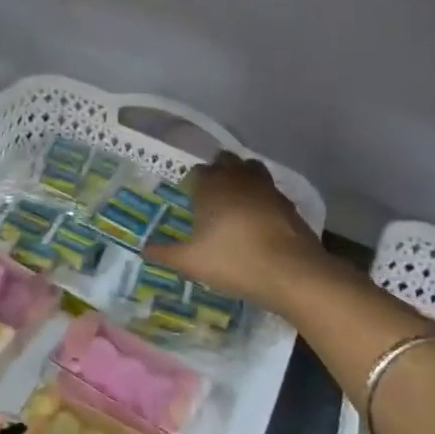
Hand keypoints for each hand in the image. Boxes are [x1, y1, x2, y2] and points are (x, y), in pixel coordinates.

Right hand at [145, 152, 322, 312]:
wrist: (291, 272)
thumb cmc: (234, 261)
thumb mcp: (191, 263)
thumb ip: (165, 253)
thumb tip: (143, 249)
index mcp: (211, 186)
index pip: (197, 172)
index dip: (192, 183)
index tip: (189, 198)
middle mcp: (238, 178)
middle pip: (225, 161)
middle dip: (217, 171)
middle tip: (210, 195)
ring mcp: (267, 188)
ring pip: (251, 169)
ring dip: (241, 177)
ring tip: (234, 200)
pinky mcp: (287, 203)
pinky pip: (269, 190)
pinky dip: (261, 197)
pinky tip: (258, 218)